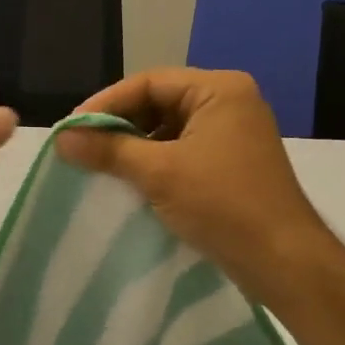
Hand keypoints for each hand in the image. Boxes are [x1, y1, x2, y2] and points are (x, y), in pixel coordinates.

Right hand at [54, 68, 337, 306]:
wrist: (284, 262)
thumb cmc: (222, 205)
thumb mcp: (158, 173)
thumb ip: (108, 150)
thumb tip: (60, 138)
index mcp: (219, 90)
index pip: (149, 82)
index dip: (106, 103)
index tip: (72, 127)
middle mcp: (230, 102)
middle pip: (159, 102)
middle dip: (119, 124)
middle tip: (82, 145)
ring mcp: (234, 133)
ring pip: (170, 128)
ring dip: (135, 144)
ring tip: (99, 163)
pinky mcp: (232, 162)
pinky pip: (183, 150)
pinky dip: (155, 161)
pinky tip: (130, 179)